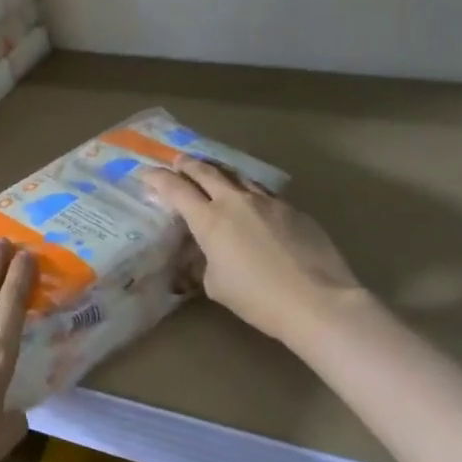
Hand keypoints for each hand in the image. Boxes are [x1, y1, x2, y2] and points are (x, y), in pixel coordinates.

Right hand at [141, 159, 361, 344]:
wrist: (317, 301)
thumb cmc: (258, 298)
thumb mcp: (216, 285)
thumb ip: (204, 263)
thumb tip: (204, 254)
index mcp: (209, 220)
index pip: (175, 189)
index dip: (156, 178)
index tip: (144, 172)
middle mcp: (235, 201)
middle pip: (206, 171)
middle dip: (187, 164)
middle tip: (177, 160)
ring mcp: (268, 202)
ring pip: (237, 176)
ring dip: (220, 172)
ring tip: (213, 172)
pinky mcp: (293, 209)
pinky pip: (263, 193)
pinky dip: (248, 192)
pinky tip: (251, 203)